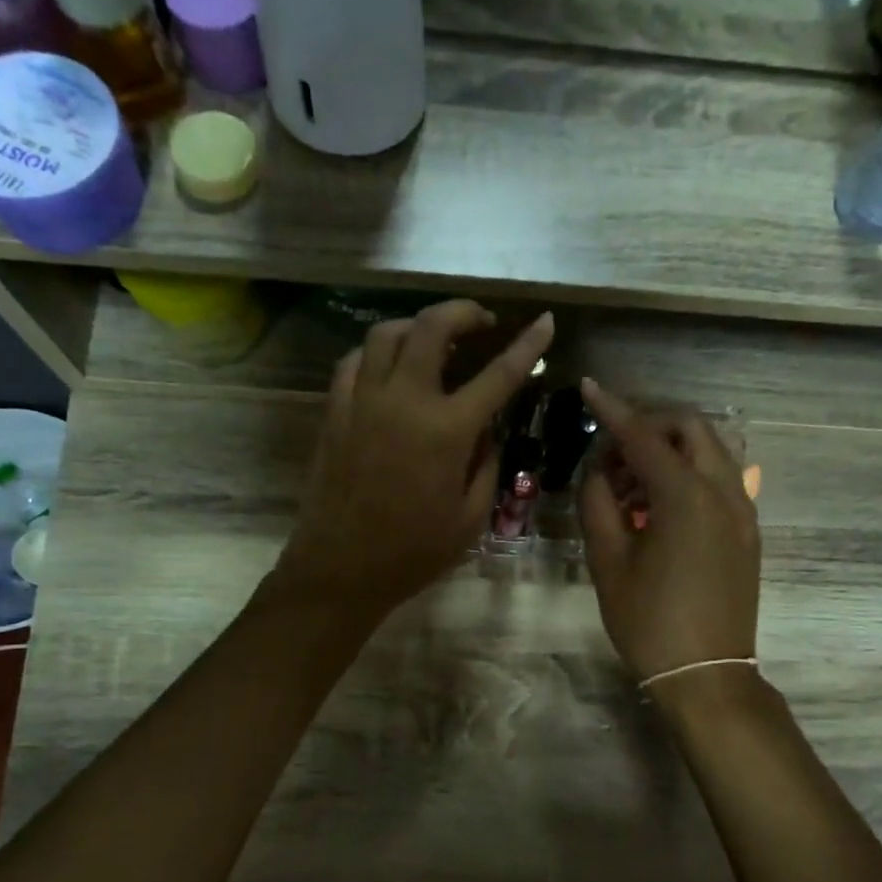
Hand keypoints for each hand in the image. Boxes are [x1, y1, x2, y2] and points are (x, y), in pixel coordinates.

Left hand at [272, 301, 554, 619]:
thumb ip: (487, 465)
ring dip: (418, 326)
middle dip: (464, 312)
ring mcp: (363, 401)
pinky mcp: (335, 411)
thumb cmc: (413, 552)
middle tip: (482, 322)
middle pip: (433, 327)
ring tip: (435, 340)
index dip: (528, 345)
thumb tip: (487, 431)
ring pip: (387, 333)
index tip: (546, 322)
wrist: (341, 569)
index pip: (499, 374)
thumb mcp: (470, 517)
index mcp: (447, 430)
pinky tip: (390, 367)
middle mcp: (404, 400)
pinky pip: (355, 361)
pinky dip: (378, 352)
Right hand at [578, 378, 760, 689]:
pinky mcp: (748, 531)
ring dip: (671, 449)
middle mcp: (724, 492)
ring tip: (632, 482)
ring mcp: (743, 511)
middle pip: (691, 427)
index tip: (589, 387)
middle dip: (651, 423)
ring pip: (710, 451)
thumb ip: (598, 504)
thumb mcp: (608, 562)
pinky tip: (659, 505)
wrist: (707, 674)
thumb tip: (600, 472)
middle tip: (614, 450)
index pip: (644, 436)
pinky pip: (720, 480)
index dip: (613, 410)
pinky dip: (689, 473)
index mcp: (686, 497)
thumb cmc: (649, 622)